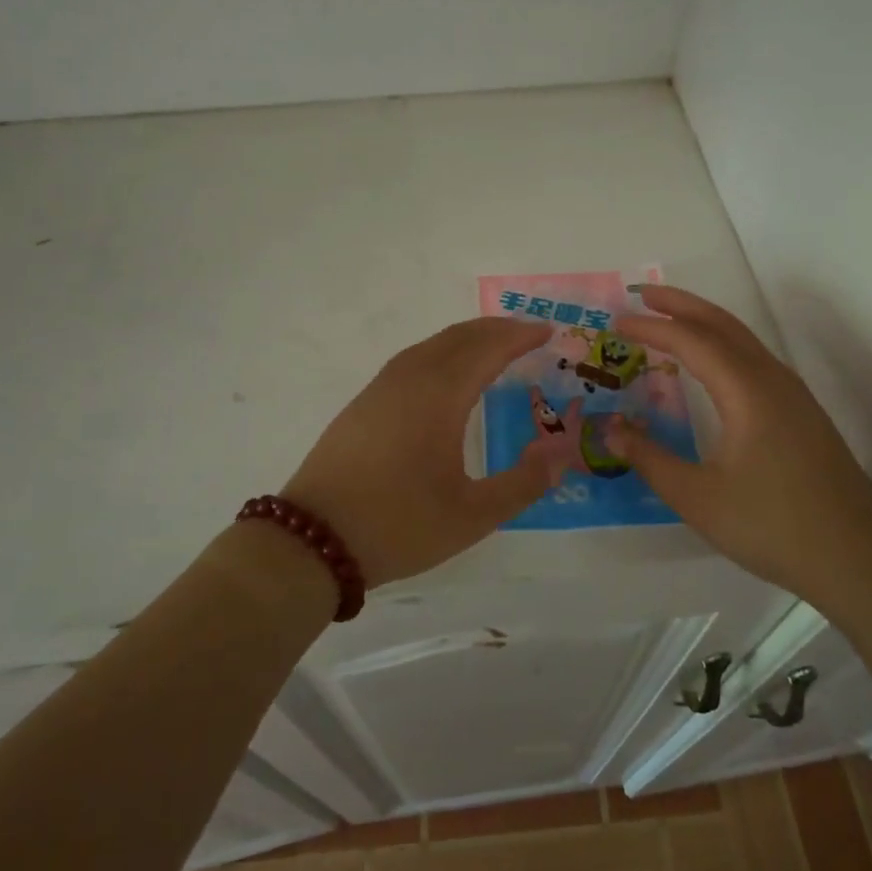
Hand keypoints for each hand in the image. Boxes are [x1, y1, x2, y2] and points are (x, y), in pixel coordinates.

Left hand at [281, 317, 559, 586]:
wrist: (311, 541)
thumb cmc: (398, 525)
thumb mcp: (472, 516)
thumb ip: (523, 483)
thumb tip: (559, 452)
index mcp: (439, 396)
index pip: (488, 348)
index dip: (520, 336)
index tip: (549, 331)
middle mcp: (410, 378)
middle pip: (459, 337)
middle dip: (497, 330)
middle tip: (528, 335)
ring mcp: (380, 388)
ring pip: (432, 345)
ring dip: (467, 338)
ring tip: (493, 348)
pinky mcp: (362, 403)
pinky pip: (412, 359)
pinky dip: (441, 352)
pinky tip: (445, 375)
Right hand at [604, 285, 871, 603]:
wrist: (858, 559)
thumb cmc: (773, 527)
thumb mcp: (698, 498)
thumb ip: (650, 459)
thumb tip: (611, 430)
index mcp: (747, 392)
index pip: (691, 342)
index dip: (652, 328)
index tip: (617, 323)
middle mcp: (772, 380)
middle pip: (723, 324)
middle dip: (680, 304)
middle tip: (641, 294)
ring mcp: (793, 394)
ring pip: (743, 339)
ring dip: (704, 321)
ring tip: (669, 319)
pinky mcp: (803, 412)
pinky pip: (755, 359)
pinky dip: (723, 345)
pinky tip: (711, 365)